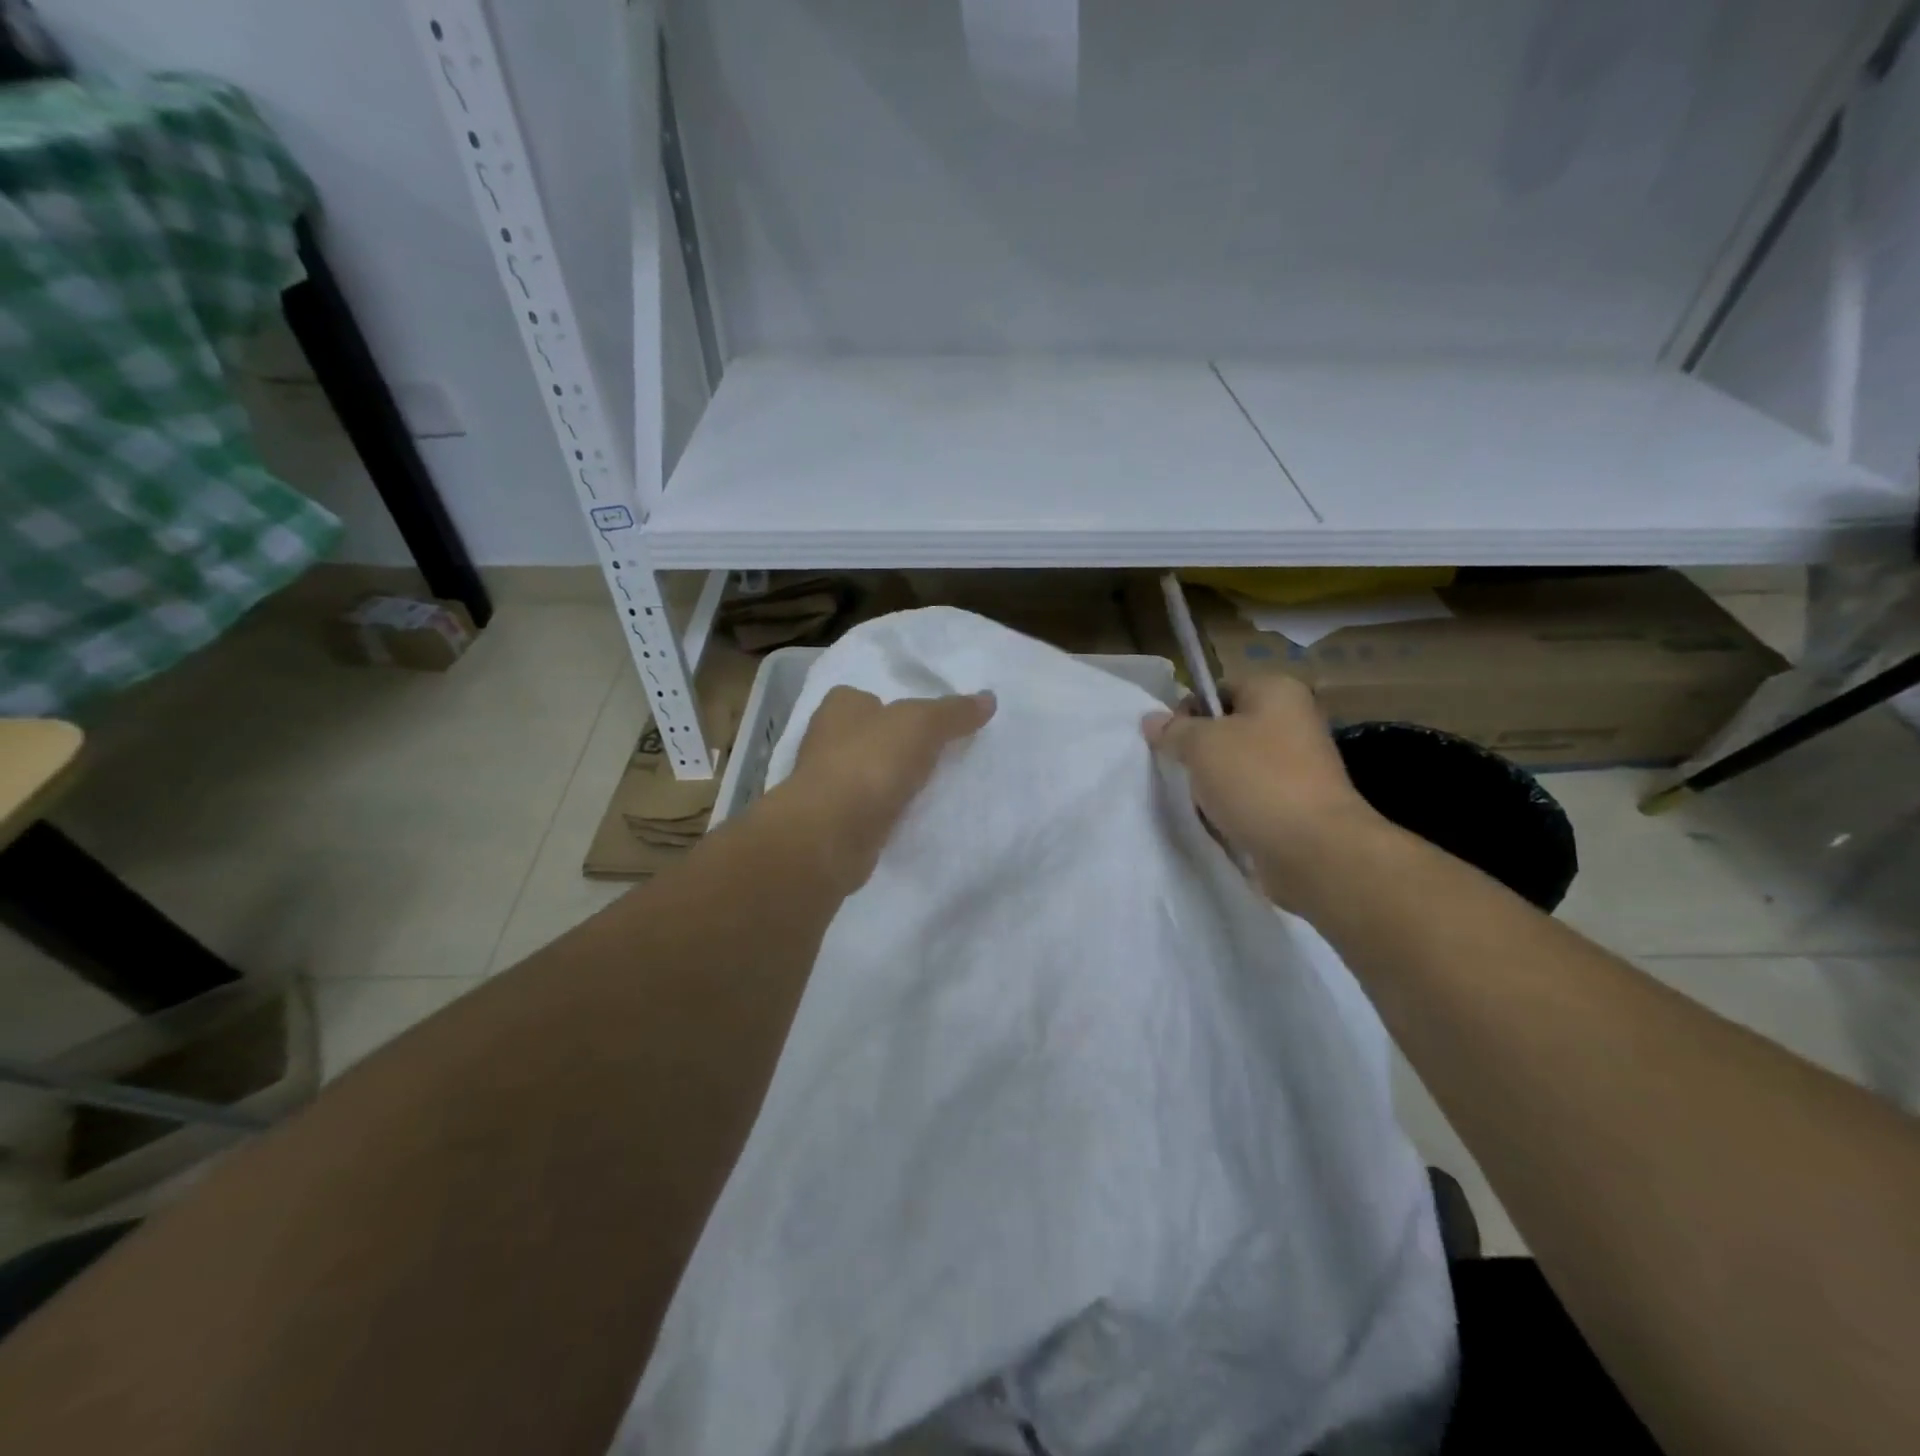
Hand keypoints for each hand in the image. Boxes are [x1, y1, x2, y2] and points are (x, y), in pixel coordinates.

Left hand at [781, 686, 995, 889]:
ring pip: (869, 772)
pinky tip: (912, 816)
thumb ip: (954, 712)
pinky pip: (870, 807)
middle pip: (870, 736)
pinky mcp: (834, 820)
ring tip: (933, 785)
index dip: (895, 706)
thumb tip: (988, 699)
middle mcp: (827, 739)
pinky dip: (887, 810)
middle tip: (939, 753)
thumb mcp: (922, 725)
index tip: (927, 722)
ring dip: (893, 779)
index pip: (867, 697)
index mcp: (840, 706)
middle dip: (897, 744)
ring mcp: (827, 783)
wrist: (831, 834)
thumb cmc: (871, 762)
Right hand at [1142, 675, 1388, 909]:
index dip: (1188, 712)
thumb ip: (1173, 730)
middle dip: (1199, 753)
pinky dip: (1232, 809)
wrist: (1314, 850)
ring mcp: (1298, 766)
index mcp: (1276, 691)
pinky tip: (1221, 823)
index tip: (1171, 742)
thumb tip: (1152, 720)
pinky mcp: (1297, 804)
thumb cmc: (1256, 780)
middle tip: (1183, 774)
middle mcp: (1293, 721)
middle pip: (1226, 730)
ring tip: (1202, 804)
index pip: (1217, 690)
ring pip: (1236, 767)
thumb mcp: (1201, 745)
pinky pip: (1251, 798)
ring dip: (1213, 785)